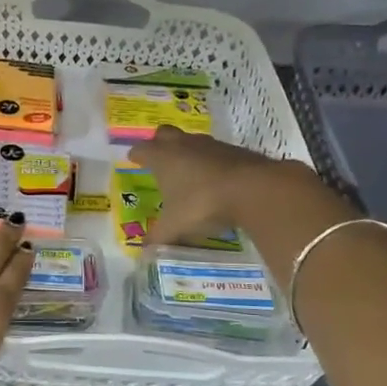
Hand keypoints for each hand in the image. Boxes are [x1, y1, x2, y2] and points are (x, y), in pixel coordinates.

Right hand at [130, 125, 343, 247]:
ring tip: (187, 171)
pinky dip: (210, 161)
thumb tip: (144, 251)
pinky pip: (215, 151)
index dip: (136, 155)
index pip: (141, 150)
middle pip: (164, 134)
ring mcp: (210, 144)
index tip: (133, 160)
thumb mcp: (176, 227)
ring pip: (191, 140)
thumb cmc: (203, 203)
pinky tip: (215, 179)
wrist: (253, 188)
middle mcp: (182, 144)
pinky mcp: (234, 149)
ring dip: (186, 151)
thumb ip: (158, 238)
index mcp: (162, 158)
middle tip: (158, 159)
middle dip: (158, 143)